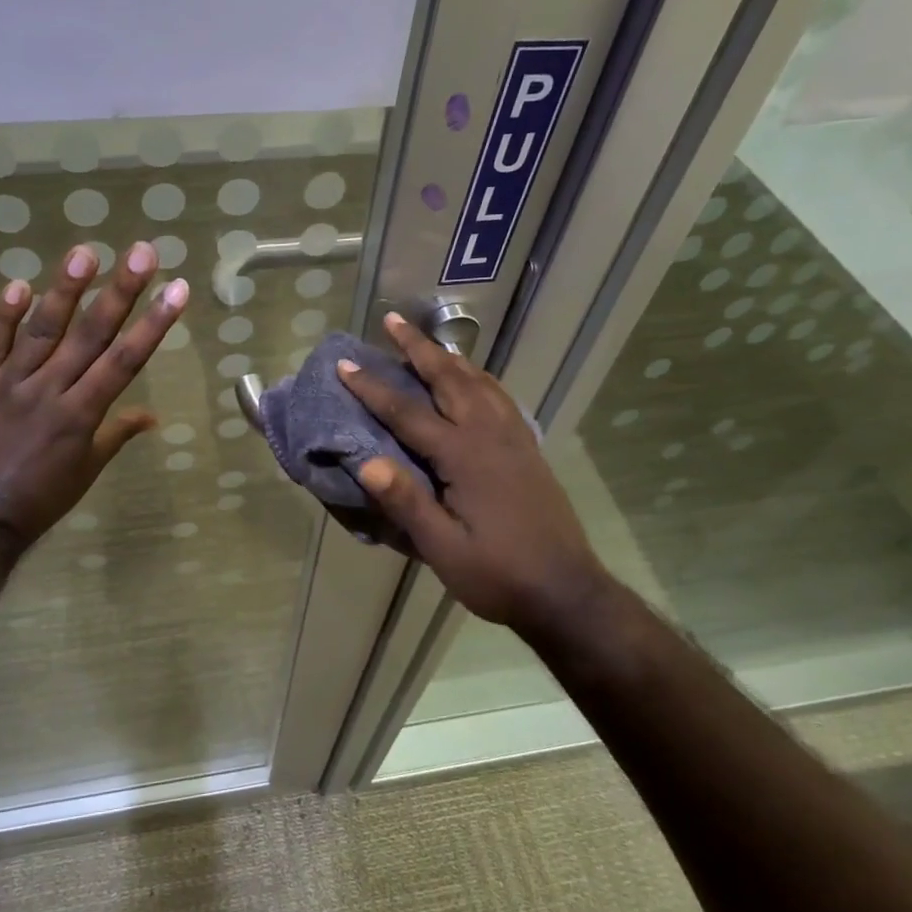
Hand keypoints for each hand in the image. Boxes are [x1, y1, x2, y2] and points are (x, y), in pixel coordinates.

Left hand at [0, 241, 187, 543]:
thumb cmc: (40, 500)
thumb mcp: (86, 471)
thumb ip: (116, 435)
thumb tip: (151, 416)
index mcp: (81, 415)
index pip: (124, 361)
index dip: (153, 324)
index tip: (176, 290)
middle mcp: (49, 391)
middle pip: (90, 335)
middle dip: (120, 292)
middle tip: (142, 252)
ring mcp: (8, 386)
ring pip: (40, 331)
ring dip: (64, 290)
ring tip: (85, 253)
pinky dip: (2, 317)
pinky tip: (18, 285)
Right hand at [336, 313, 601, 643]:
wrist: (565, 590)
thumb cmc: (498, 574)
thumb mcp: (443, 548)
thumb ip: (407, 503)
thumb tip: (364, 461)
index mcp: (464, 457)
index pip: (408, 413)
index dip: (373, 388)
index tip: (345, 365)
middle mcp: (490, 435)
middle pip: (450, 378)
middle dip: (418, 348)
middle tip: (393, 321)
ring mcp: (514, 438)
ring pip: (479, 382)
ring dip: (451, 357)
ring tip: (429, 343)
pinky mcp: (528, 448)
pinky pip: (499, 397)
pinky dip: (479, 378)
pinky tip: (473, 381)